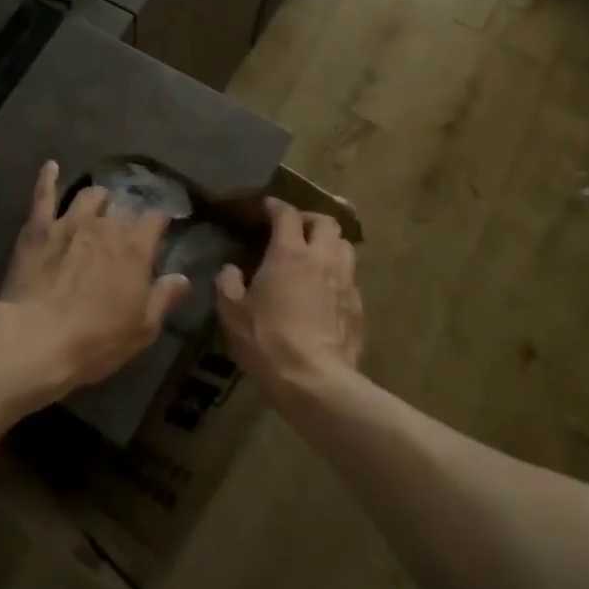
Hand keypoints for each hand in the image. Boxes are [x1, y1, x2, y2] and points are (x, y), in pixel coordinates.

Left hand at [0, 161, 189, 403]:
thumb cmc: (95, 340)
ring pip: (88, 196)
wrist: (35, 339)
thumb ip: (164, 298)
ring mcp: (69, 221)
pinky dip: (48, 178)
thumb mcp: (142, 329)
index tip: (161, 229)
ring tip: (100, 201)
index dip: (160, 222)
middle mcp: (105, 224)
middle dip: (127, 215)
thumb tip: (183, 277)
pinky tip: (50, 166)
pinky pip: (44, 195)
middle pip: (122, 208)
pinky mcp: (38, 227)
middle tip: (127, 227)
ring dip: (97, 198)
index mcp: (134, 247)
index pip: (156, 219)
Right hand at [216, 198, 362, 396]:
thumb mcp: (232, 313)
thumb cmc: (267, 340)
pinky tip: (326, 292)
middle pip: (326, 222)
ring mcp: (346, 282)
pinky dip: (339, 276)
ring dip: (330, 244)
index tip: (266, 208)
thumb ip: (228, 284)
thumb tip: (230, 270)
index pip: (287, 214)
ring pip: (346, 247)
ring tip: (316, 256)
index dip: (276, 206)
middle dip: (311, 220)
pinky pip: (351, 279)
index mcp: (289, 253)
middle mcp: (322, 259)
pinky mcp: (359, 308)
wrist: (315, 381)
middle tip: (296, 230)